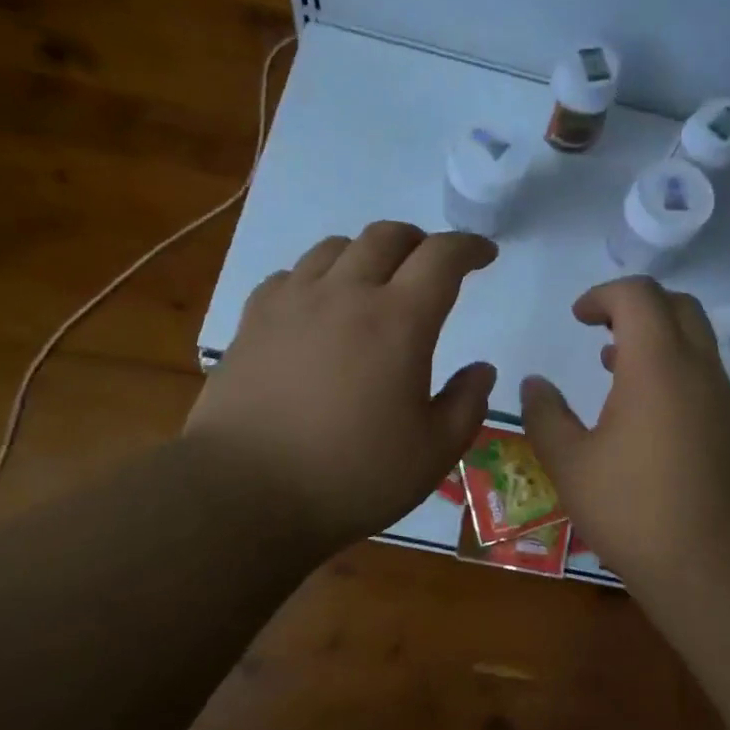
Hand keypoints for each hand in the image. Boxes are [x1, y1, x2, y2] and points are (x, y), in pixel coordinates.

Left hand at [186, 222, 497, 559]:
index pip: (442, 256)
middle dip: (420, 242)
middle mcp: (346, 294)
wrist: (244, 494)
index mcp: (399, 321)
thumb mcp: (433, 452)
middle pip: (387, 236)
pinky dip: (318, 278)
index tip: (484, 254)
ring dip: (368, 254)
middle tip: (432, 268)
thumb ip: (467, 403)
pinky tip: (319, 308)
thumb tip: (481, 369)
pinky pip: (292, 274)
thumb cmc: (351, 477)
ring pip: (336, 247)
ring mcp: (293, 302)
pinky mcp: (253, 319)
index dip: (469, 246)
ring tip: (376, 283)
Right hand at [520, 278, 729, 595]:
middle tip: (600, 331)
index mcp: (658, 364)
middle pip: (677, 306)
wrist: (715, 565)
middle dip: (636, 306)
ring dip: (656, 340)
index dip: (603, 294)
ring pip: (696, 341)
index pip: (639, 295)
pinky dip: (674, 370)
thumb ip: (545, 415)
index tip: (577, 319)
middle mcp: (699, 369)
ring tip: (614, 370)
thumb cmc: (633, 508)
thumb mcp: (570, 464)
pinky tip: (645, 416)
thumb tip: (533, 384)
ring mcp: (724, 399)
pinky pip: (705, 375)